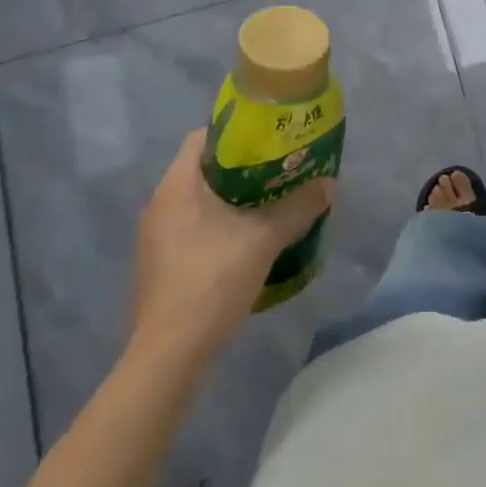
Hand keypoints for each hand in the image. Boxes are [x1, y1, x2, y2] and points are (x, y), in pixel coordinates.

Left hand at [129, 130, 334, 360]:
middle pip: (204, 169)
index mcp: (177, 185)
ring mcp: (155, 236)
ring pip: (199, 200)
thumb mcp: (264, 239)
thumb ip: (298, 208)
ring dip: (233, 198)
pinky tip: (248, 239)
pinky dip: (220, 224)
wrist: (170, 354)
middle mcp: (160, 203)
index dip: (237, 132)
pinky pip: (193, 226)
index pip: (204, 137)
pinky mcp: (160, 263)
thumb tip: (329, 184)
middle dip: (243, 167)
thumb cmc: (212, 281)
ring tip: (271, 202)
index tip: (270, 138)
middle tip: (280, 169)